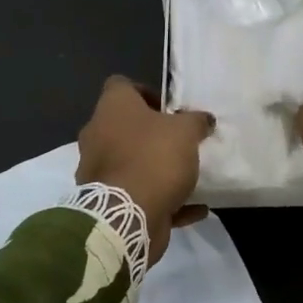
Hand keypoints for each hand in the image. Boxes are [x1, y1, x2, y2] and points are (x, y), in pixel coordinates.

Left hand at [76, 77, 213, 263]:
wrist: (126, 216)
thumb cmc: (154, 158)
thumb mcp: (186, 131)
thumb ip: (196, 121)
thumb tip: (204, 119)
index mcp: (111, 109)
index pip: (121, 85)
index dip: (145, 92)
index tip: (170, 109)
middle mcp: (98, 135)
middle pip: (125, 126)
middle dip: (153, 134)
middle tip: (181, 140)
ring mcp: (98, 170)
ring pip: (130, 162)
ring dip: (156, 167)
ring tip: (188, 173)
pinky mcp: (107, 201)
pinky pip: (138, 194)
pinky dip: (164, 199)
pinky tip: (195, 207)